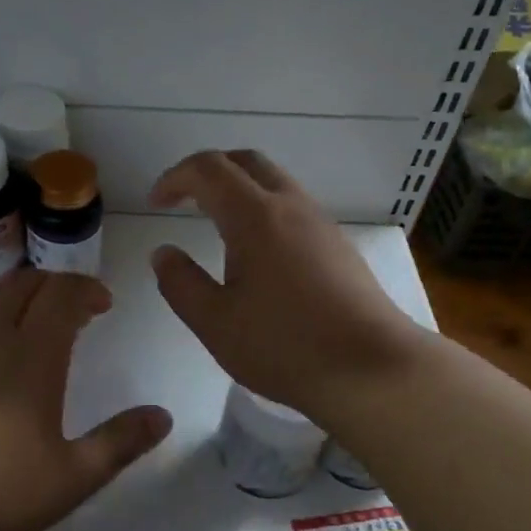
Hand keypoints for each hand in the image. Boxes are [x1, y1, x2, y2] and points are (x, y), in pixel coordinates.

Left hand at [0, 268, 171, 530]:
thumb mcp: (71, 478)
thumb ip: (120, 443)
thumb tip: (162, 415)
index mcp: (31, 356)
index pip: (61, 295)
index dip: (86, 288)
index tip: (103, 304)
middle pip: (24, 284)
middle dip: (56, 284)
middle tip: (76, 308)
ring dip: (20, 294)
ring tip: (36, 320)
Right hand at [150, 150, 429, 422]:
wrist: (374, 369)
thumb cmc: (287, 346)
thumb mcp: (215, 323)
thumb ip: (180, 283)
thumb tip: (164, 253)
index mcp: (255, 216)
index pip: (208, 169)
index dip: (175, 177)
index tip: (155, 203)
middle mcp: (290, 206)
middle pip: (245, 161)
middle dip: (208, 170)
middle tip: (183, 199)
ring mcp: (320, 223)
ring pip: (274, 181)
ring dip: (238, 188)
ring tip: (215, 223)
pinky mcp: (338, 245)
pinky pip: (293, 206)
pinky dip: (262, 208)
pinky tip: (257, 251)